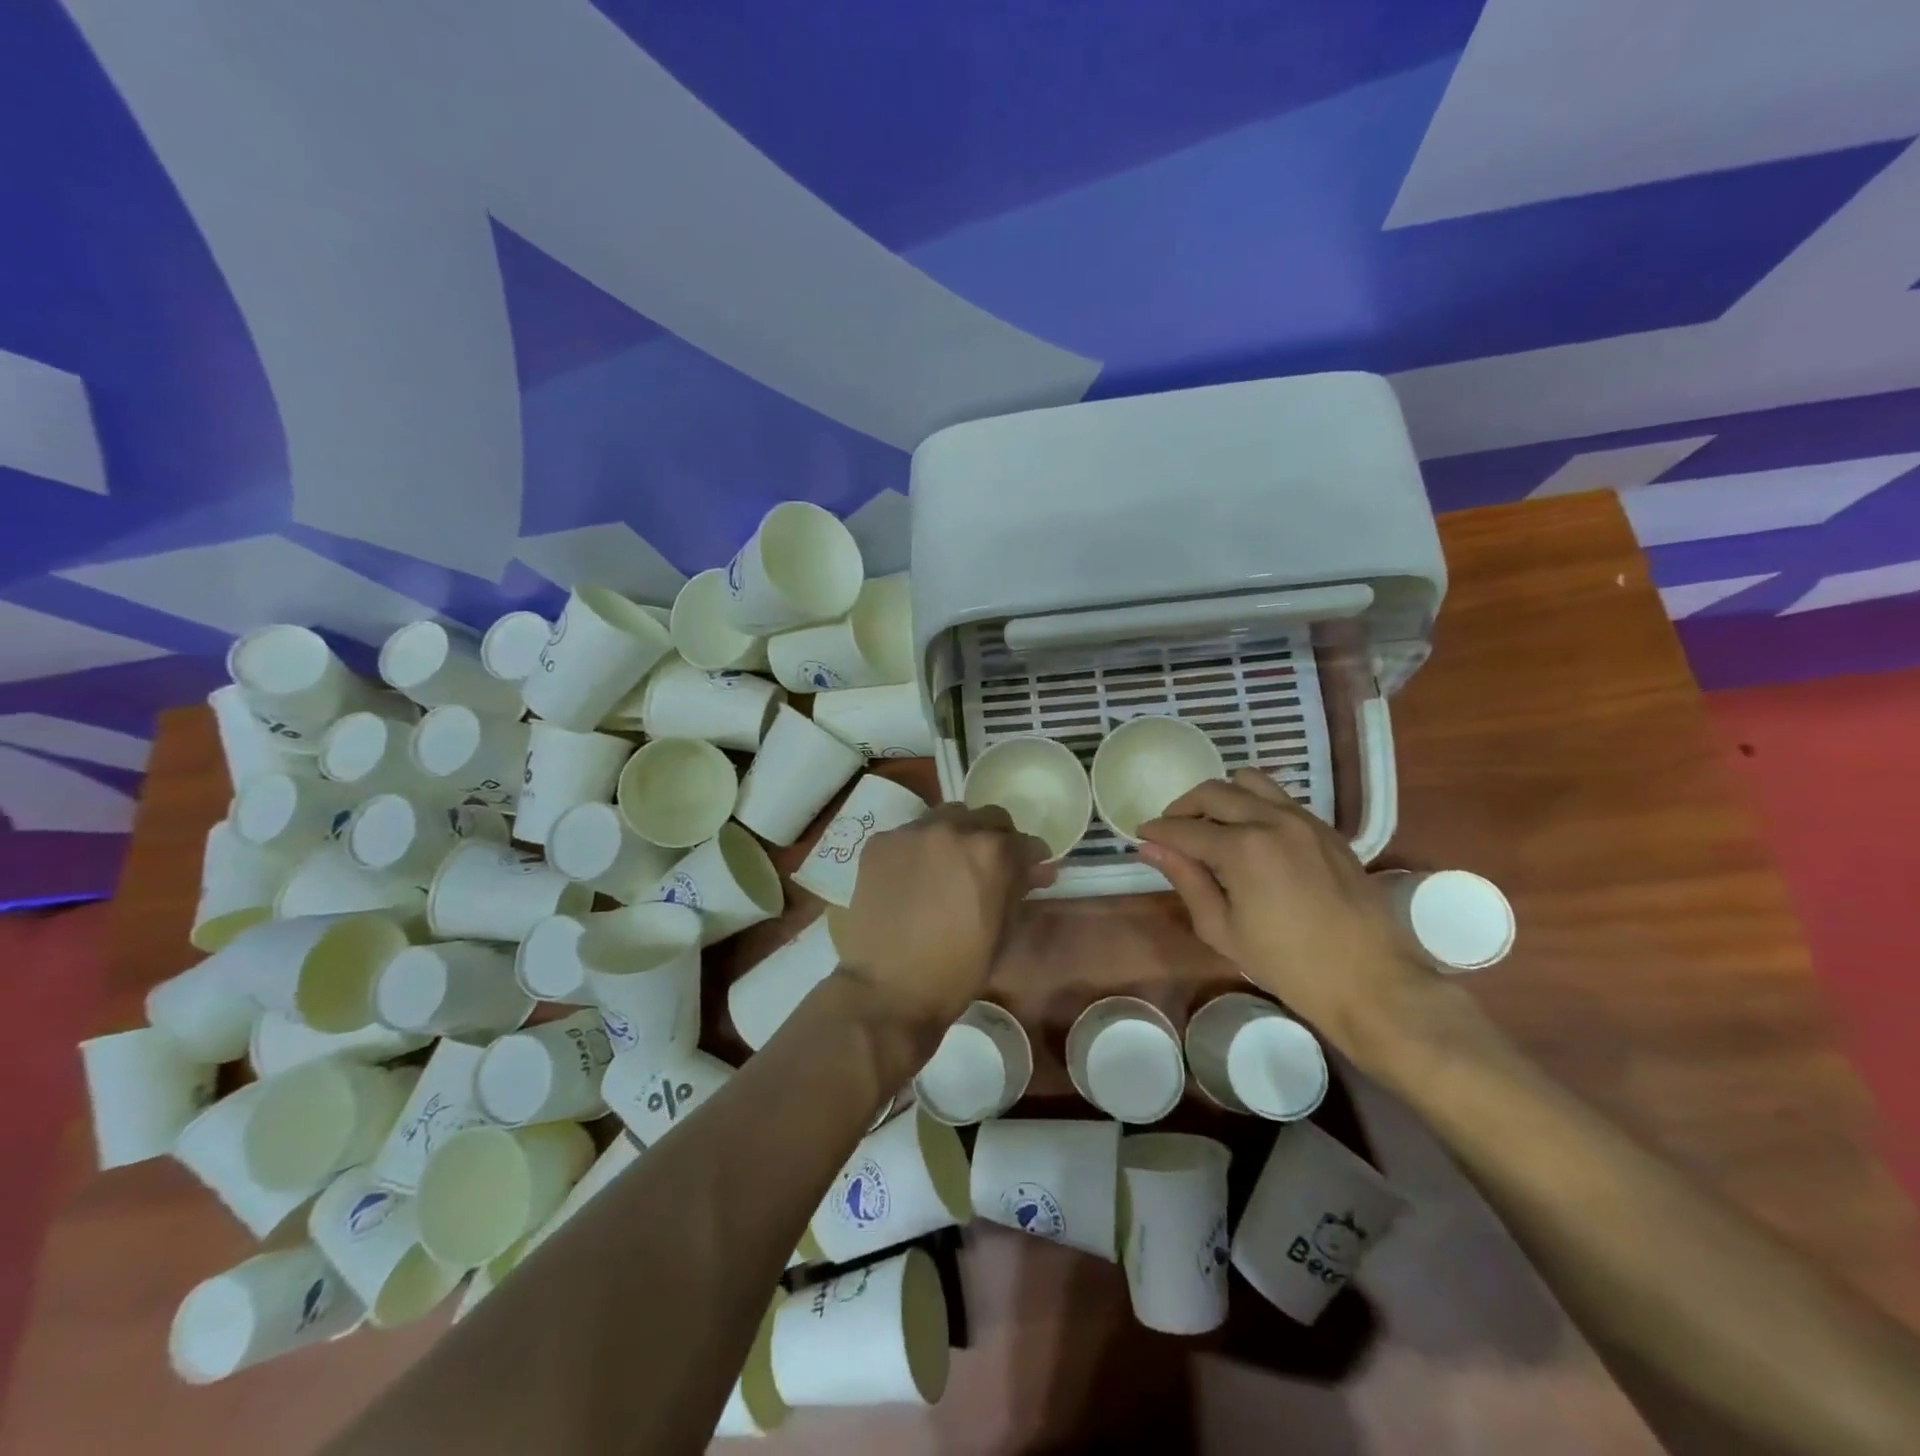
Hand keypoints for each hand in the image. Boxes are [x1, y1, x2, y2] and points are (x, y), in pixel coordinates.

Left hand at [834, 804, 1053, 1033]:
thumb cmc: (956, 971)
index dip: (1030, 858)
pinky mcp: (880, 842)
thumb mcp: (1002, 932)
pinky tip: (913, 876)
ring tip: (948, 866)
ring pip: (946, 817)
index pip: (1023, 841)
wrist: (887, 989)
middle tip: (988, 867)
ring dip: (956, 835)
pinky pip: (910, 834)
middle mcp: (953, 829)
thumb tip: (1037, 870)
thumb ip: (1019, 890)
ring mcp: (912, 832)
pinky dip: (919, 849)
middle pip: (986, 818)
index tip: (1030, 871)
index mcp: (991, 852)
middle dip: (995, 839)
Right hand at [1137, 769, 1433, 1064]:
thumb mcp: (1223, 929)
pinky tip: (1249, 835)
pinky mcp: (1326, 829)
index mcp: (1242, 848)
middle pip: (1213, 792)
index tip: (1140, 835)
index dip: (1157, 831)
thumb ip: (1186, 880)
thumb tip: (1150, 848)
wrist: (1372, 981)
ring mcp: (1304, 820)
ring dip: (1220, 797)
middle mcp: (1272, 820)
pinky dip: (1254, 804)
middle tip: (1171, 832)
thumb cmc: (1288, 965)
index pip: (1184, 829)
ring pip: (1249, 782)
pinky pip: (1280, 798)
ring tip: (1211, 826)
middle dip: (1183, 808)